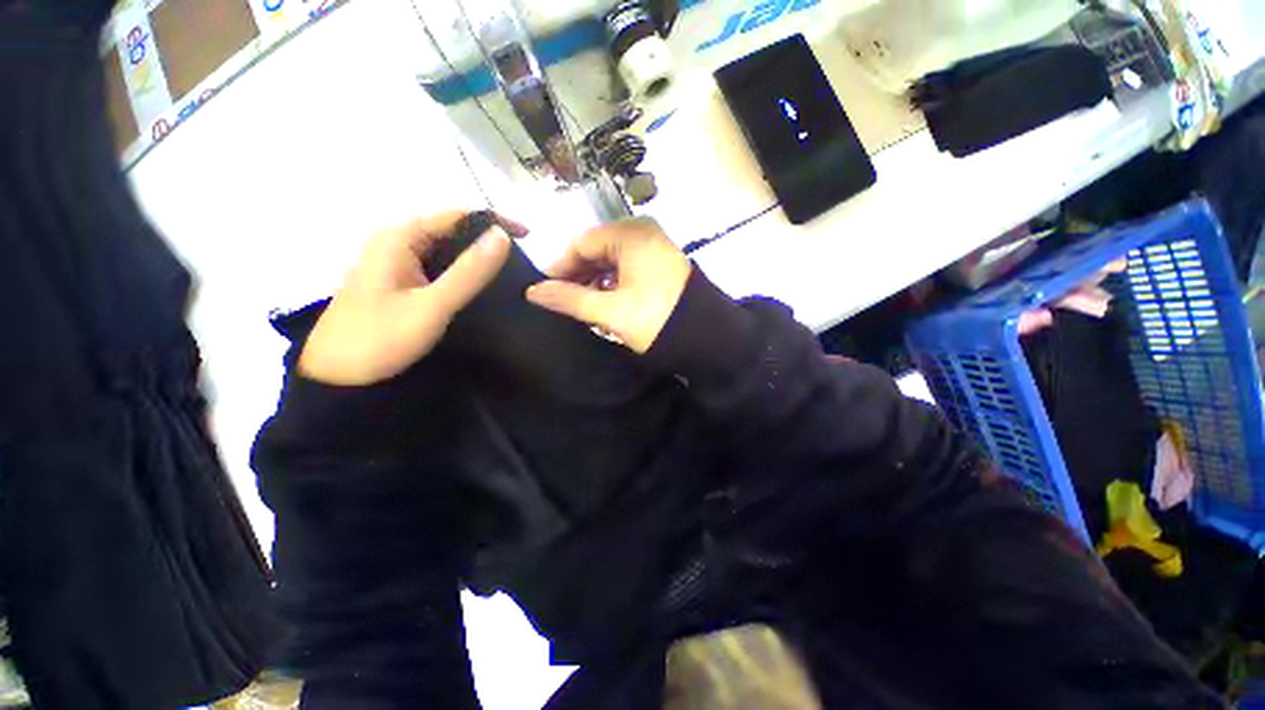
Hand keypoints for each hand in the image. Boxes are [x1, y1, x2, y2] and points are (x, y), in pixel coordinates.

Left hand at [299, 211, 519, 384]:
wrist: (338, 378)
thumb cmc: (381, 338)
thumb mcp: (432, 305)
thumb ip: (470, 271)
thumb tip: (503, 235)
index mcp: (399, 237)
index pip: (456, 215)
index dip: (494, 221)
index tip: (529, 237)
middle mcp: (395, 242)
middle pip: (450, 230)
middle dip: (487, 241)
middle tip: (522, 262)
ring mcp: (394, 263)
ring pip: (445, 250)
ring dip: (475, 258)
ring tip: (509, 274)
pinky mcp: (398, 282)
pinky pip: (437, 267)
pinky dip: (461, 273)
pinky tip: (479, 288)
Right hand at [525, 217, 690, 353]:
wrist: (708, 338)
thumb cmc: (656, 320)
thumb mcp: (611, 311)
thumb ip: (570, 299)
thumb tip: (533, 292)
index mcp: (630, 234)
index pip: (580, 244)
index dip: (560, 267)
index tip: (545, 291)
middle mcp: (643, 231)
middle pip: (596, 249)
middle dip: (578, 275)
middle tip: (564, 302)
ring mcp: (655, 245)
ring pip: (612, 259)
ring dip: (595, 280)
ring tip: (584, 306)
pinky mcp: (662, 261)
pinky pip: (628, 265)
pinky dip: (614, 281)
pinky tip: (607, 300)